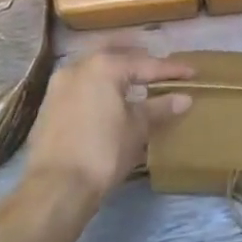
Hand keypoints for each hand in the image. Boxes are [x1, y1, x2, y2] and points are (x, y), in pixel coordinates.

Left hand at [23, 48, 193, 209]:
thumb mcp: (136, 129)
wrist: (55, 188)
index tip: (191, 71)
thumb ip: (159, 108)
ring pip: (94, 66)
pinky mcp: (49, 104)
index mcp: (105, 66)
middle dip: (138, 57)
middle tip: (157, 66)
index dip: (171, 70)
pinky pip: (81, 83)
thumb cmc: (103, 153)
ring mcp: (60, 84)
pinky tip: (108, 98)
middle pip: (115, 53)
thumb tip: (184, 98)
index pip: (146, 64)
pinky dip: (98, 84)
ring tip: (134, 80)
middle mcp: (79, 65)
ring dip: (115, 69)